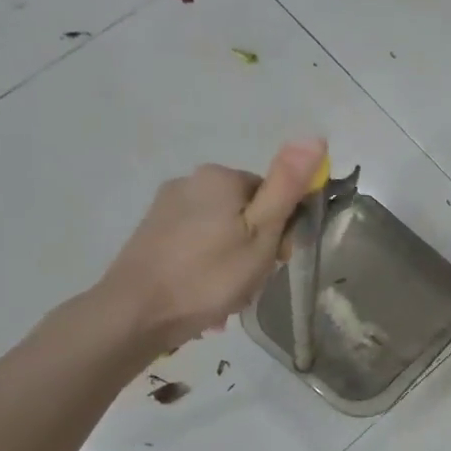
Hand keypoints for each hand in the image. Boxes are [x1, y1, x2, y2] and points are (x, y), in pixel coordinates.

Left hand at [96, 138, 326, 352]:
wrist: (135, 313)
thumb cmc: (209, 276)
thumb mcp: (262, 233)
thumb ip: (287, 186)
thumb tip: (314, 136)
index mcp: (220, 176)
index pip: (272, 195)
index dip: (280, 230)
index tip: (276, 260)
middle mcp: (190, 181)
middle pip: (244, 213)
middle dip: (253, 248)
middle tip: (250, 283)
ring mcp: (166, 207)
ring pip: (220, 232)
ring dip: (231, 263)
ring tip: (226, 298)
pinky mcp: (151, 233)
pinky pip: (195, 246)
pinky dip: (205, 268)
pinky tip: (203, 296)